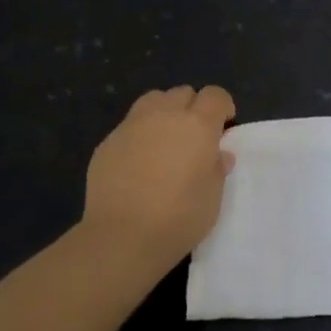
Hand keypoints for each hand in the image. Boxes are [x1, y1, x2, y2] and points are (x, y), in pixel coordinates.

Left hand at [83, 85, 235, 269]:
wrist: (122, 237)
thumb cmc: (178, 218)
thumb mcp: (213, 198)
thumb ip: (217, 169)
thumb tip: (218, 154)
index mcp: (197, 125)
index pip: (215, 95)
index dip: (222, 106)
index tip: (223, 127)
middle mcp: (164, 115)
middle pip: (183, 93)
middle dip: (192, 108)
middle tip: (193, 138)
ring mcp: (132, 125)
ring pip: (153, 100)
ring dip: (164, 113)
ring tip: (164, 141)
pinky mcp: (107, 142)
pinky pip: (129, 126)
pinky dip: (139, 135)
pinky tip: (137, 163)